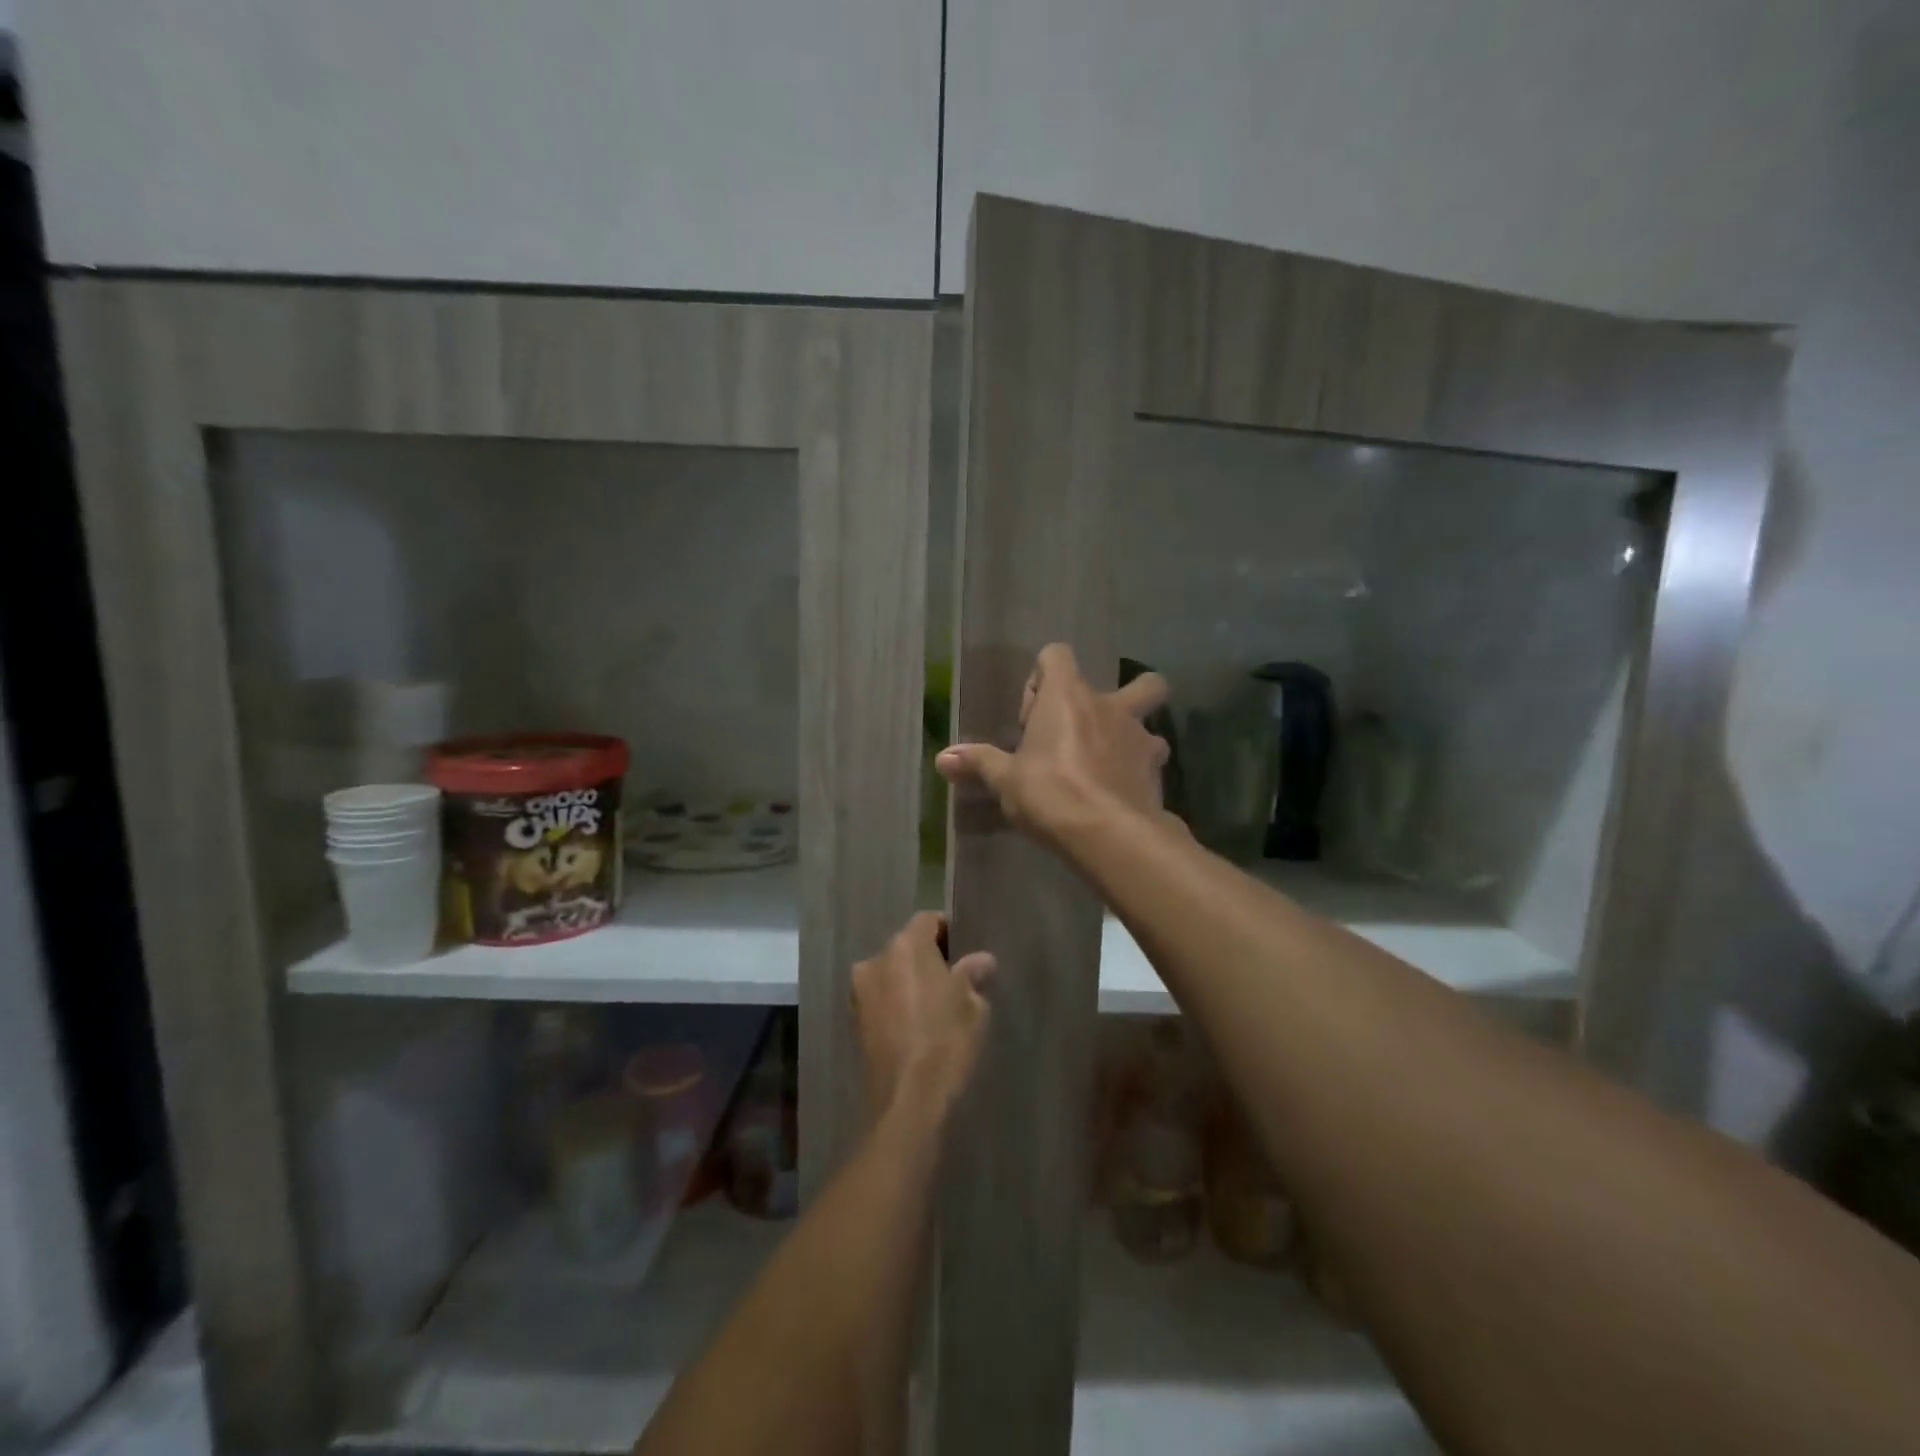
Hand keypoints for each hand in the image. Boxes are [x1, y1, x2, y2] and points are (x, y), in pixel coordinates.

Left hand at [851, 912, 997, 1116]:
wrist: (906, 1100)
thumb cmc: (945, 1041)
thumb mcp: (972, 1005)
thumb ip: (973, 974)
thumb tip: (982, 960)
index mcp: (905, 946)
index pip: (928, 921)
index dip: (949, 931)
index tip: (966, 950)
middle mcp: (875, 961)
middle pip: (906, 947)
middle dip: (928, 958)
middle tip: (955, 979)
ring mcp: (860, 992)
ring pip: (891, 974)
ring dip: (909, 982)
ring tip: (936, 1005)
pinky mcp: (855, 1022)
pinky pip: (881, 1000)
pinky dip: (897, 1005)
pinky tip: (917, 1025)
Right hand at [934, 643, 1169, 845]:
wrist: (1109, 833)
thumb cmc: (1050, 793)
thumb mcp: (1006, 780)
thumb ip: (978, 763)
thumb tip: (942, 758)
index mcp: (1068, 696)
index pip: (1057, 655)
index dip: (1042, 678)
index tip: (1030, 717)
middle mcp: (1110, 706)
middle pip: (1139, 682)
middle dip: (1123, 694)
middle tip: (1089, 728)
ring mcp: (1140, 737)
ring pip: (1148, 723)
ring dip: (1130, 736)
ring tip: (1107, 764)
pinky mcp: (1156, 771)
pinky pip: (1150, 760)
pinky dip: (1137, 770)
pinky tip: (1120, 793)